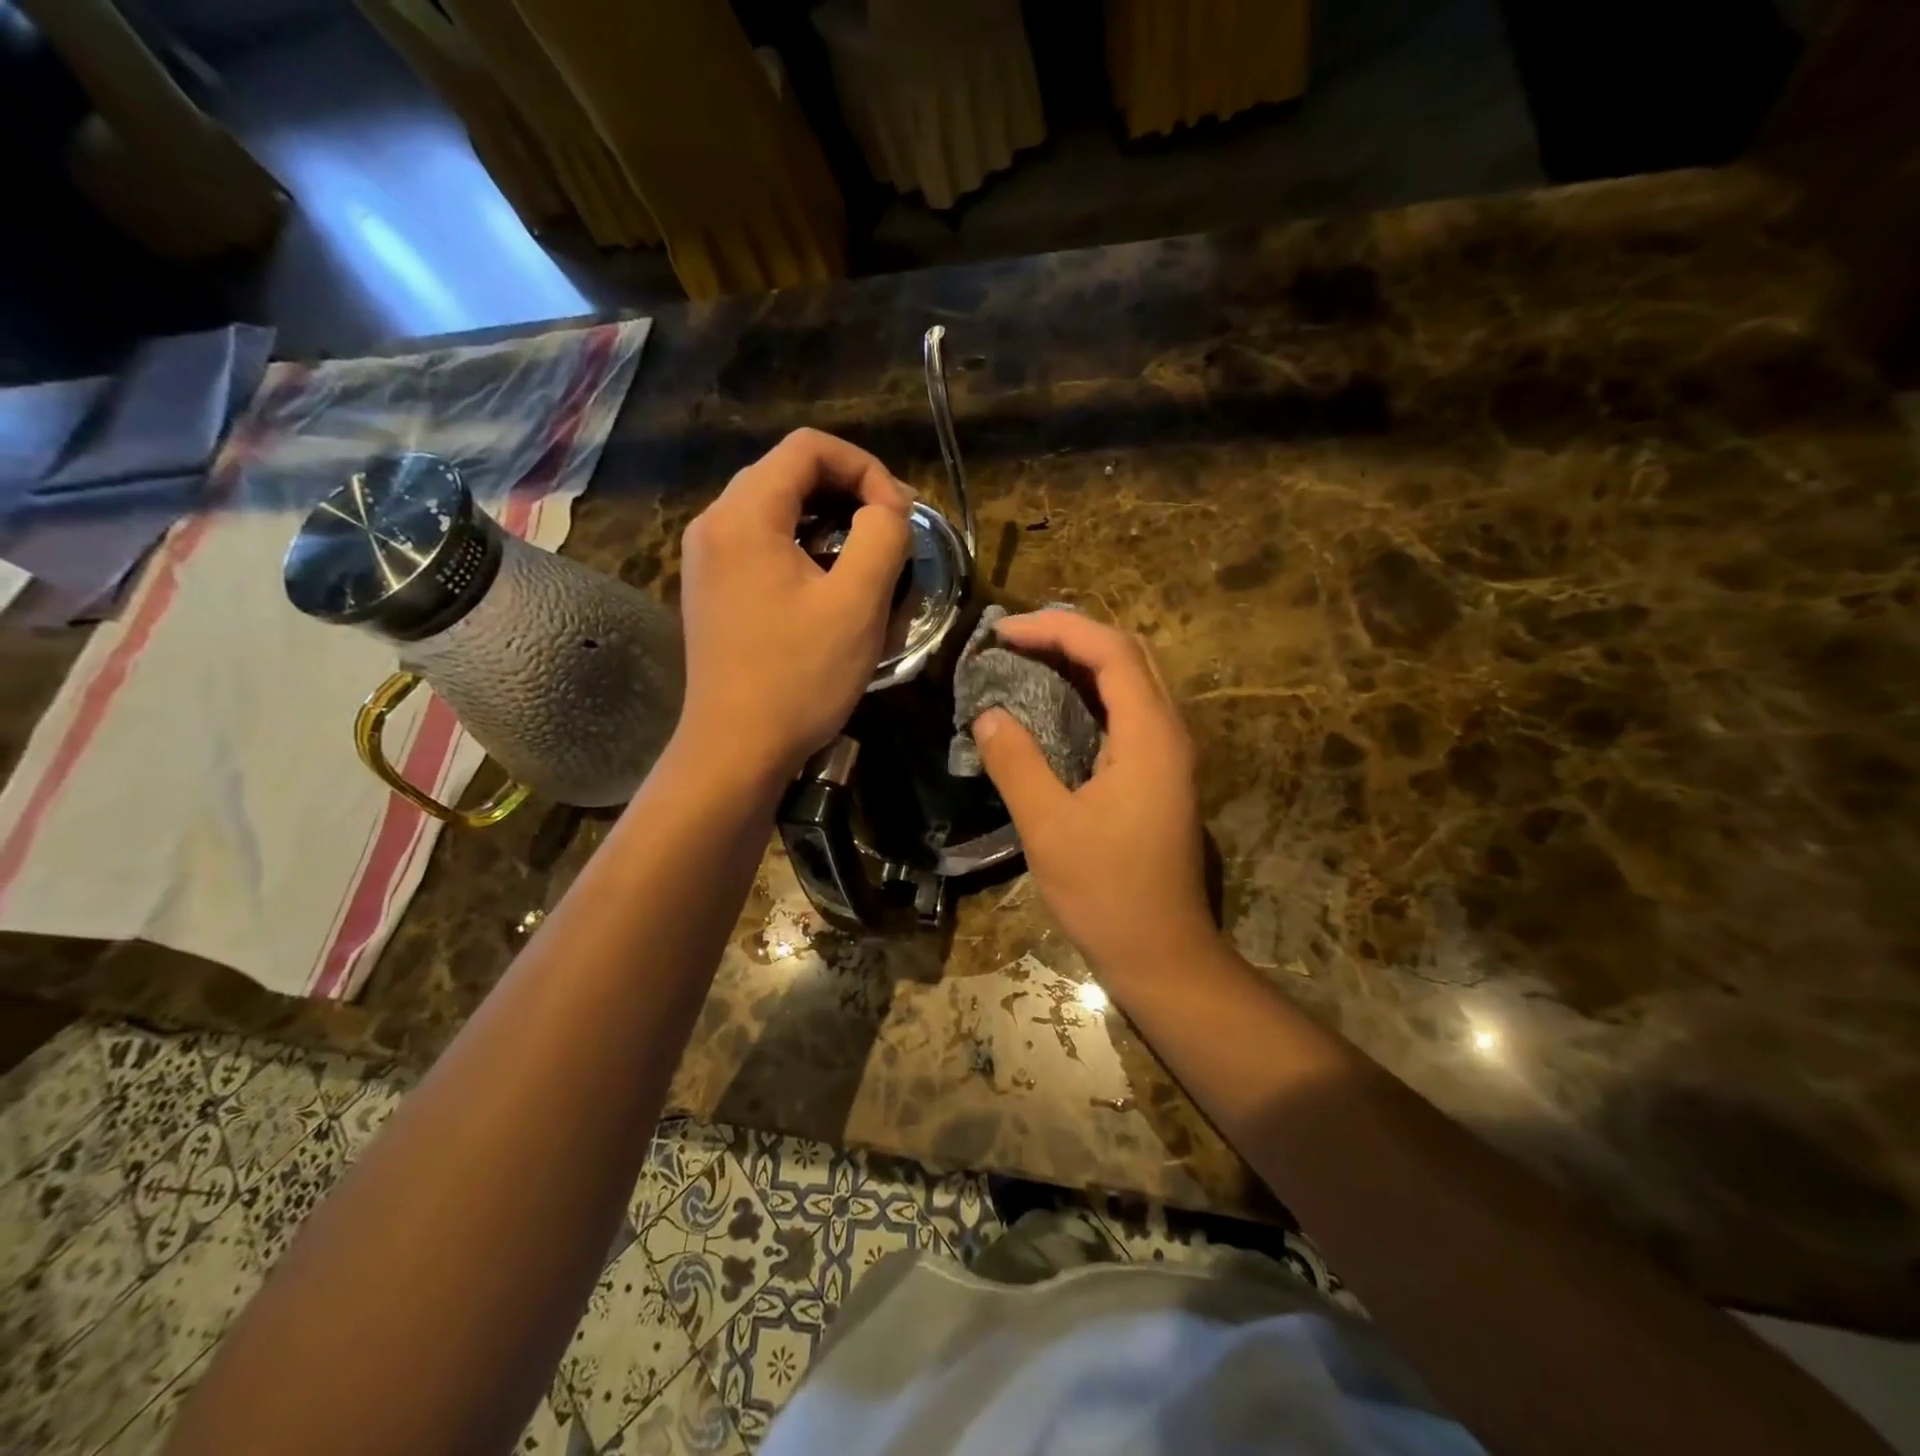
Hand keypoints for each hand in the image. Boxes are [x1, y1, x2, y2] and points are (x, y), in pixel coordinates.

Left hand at [677, 429, 911, 782]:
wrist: (735, 749)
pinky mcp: (711, 587)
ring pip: (775, 507)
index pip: (809, 448)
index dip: (866, 468)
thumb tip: (888, 508)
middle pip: (788, 472)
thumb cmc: (799, 676)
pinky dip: (802, 545)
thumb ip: (883, 536)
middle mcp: (714, 523)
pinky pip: (761, 542)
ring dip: (828, 519)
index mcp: (744, 515)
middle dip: (849, 491)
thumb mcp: (857, 603)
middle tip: (893, 530)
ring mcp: (706, 557)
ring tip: (867, 556)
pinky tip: (828, 583)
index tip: (899, 514)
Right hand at [973, 612, 1217, 984]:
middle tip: (1014, 640)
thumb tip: (988, 715)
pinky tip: (1051, 707)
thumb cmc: (1107, 892)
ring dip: (1081, 661)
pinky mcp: (1158, 776)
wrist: (1161, 953)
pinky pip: (1126, 712)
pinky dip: (1089, 694)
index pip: (1110, 650)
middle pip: (1128, 654)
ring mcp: (1167, 755)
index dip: (1056, 629)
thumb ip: (1017, 763)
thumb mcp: (1049, 828)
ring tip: (1026, 660)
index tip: (1003, 633)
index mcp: (1149, 736)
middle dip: (1071, 634)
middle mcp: (1168, 733)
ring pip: (1130, 681)